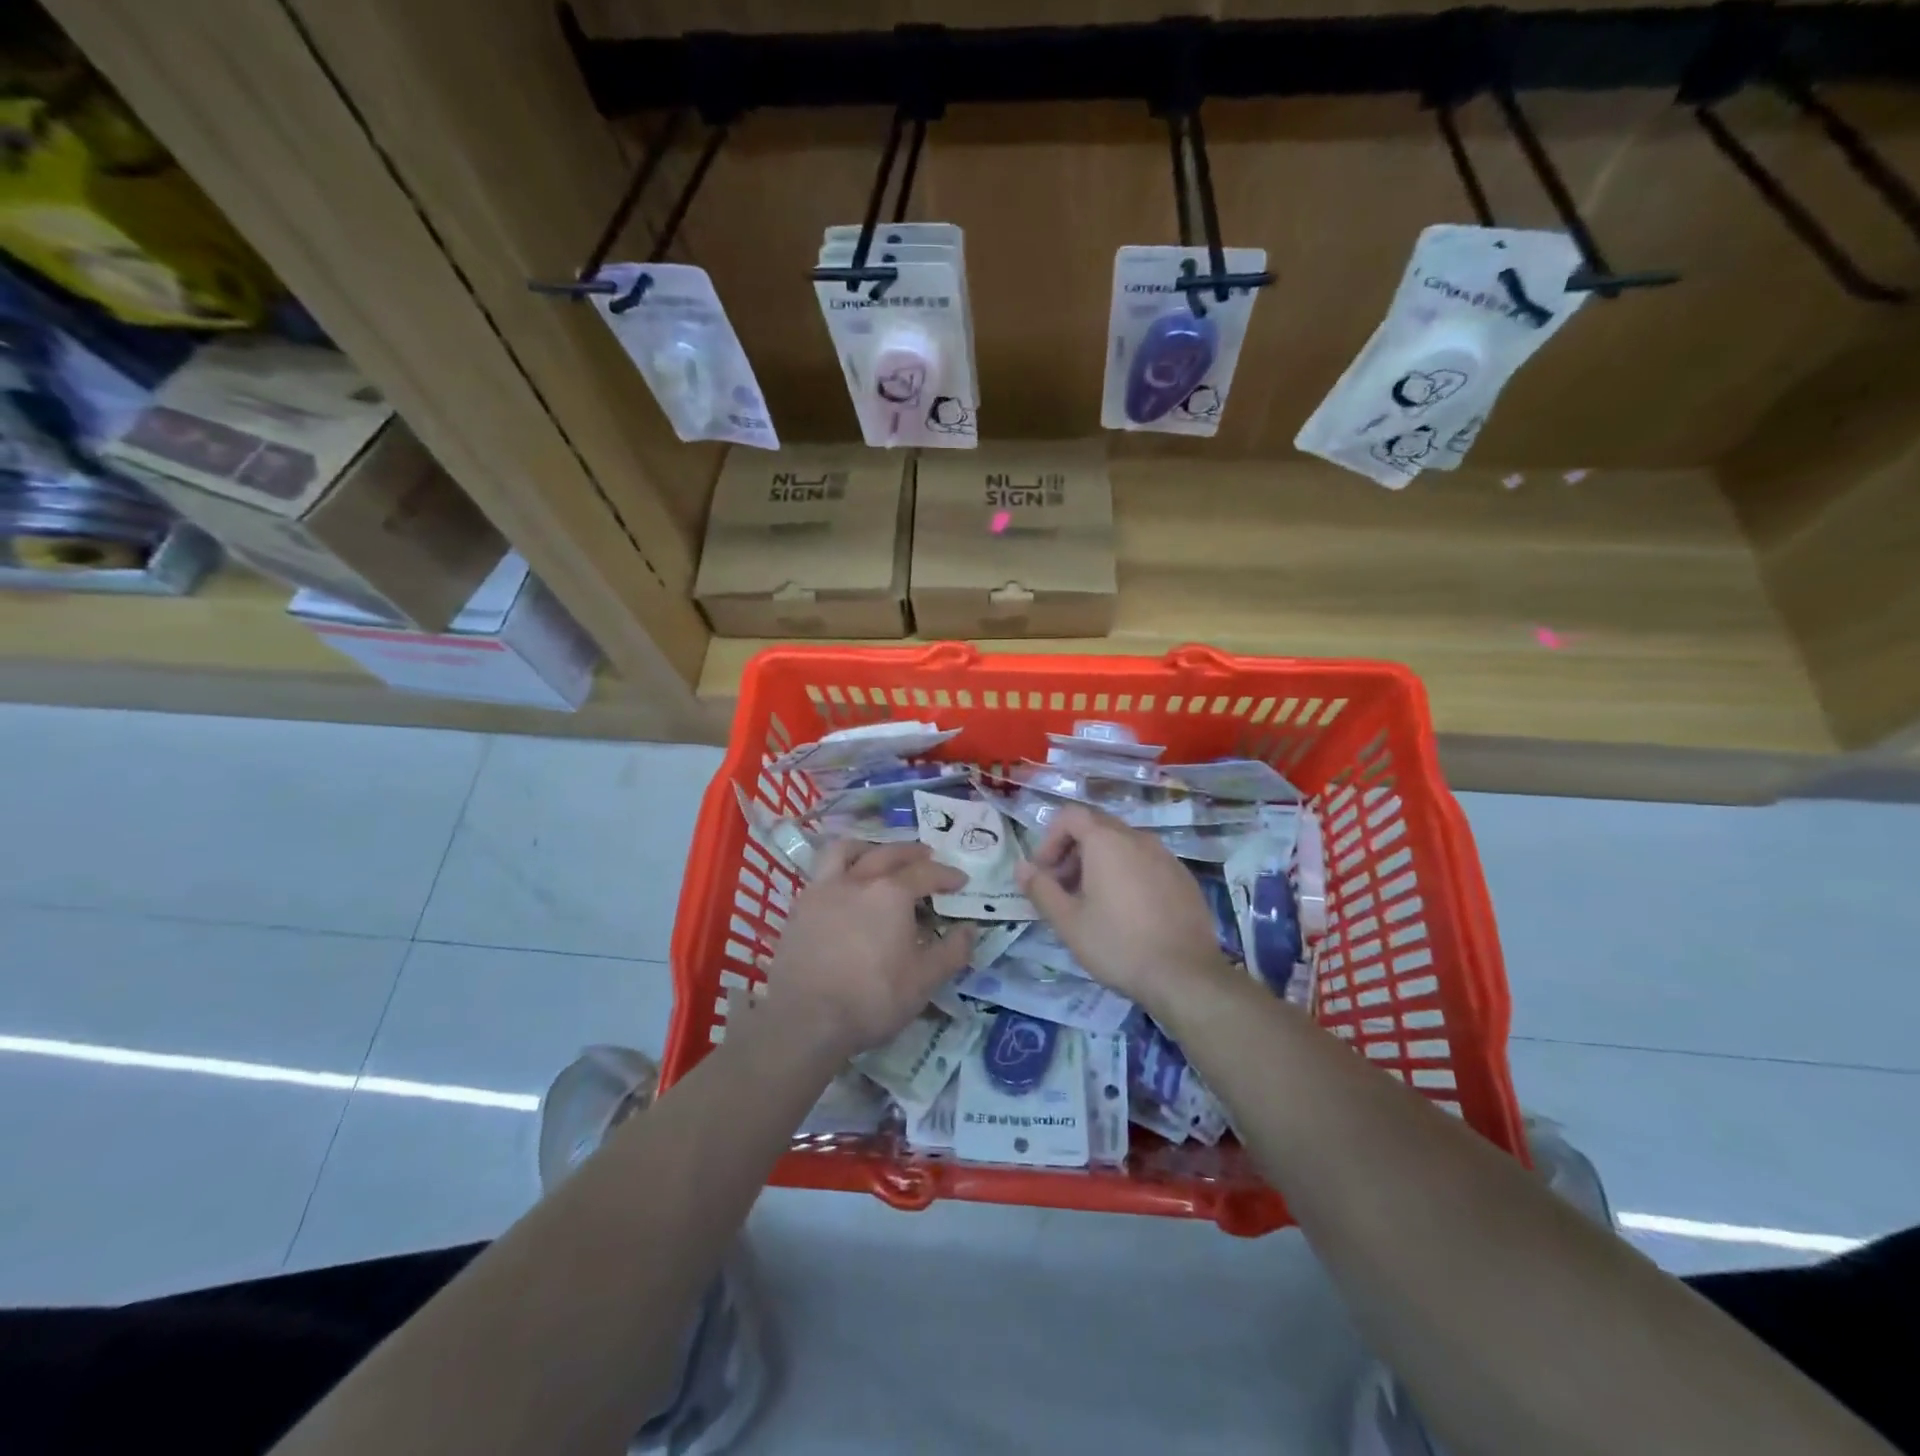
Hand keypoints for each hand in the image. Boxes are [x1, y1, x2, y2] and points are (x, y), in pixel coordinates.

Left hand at [762, 840, 974, 1059]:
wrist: (806, 1020)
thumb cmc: (872, 998)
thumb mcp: (924, 981)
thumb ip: (952, 952)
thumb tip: (969, 930)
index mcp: (891, 893)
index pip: (926, 873)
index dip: (946, 875)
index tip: (961, 880)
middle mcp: (857, 881)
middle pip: (887, 853)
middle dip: (911, 852)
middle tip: (927, 856)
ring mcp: (823, 891)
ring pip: (845, 851)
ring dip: (868, 848)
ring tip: (879, 857)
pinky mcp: (799, 909)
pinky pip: (822, 874)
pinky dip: (840, 871)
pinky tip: (846, 889)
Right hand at [1015, 803, 1228, 1015]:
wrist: (1185, 975)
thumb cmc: (1118, 944)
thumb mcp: (1068, 922)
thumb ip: (1040, 889)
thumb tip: (1021, 867)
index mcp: (1107, 841)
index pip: (1070, 815)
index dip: (1050, 839)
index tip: (1044, 873)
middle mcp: (1138, 838)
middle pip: (1096, 828)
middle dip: (1072, 852)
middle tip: (1063, 890)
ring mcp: (1166, 856)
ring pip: (1123, 845)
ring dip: (1099, 864)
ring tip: (1093, 904)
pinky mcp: (1183, 878)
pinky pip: (1146, 863)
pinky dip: (1127, 874)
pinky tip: (1127, 913)